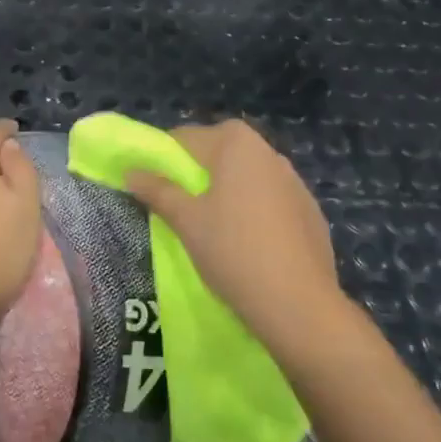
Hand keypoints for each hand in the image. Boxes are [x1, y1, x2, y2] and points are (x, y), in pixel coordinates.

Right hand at [125, 120, 345, 360]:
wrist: (298, 303)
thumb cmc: (232, 250)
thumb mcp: (186, 220)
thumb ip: (157, 190)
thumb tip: (131, 172)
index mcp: (237, 144)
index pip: (186, 138)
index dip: (163, 159)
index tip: (151, 186)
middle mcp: (269, 152)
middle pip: (219, 153)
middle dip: (195, 174)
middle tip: (178, 206)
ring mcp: (295, 182)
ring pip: (246, 177)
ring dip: (226, 190)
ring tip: (211, 226)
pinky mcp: (309, 211)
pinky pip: (269, 200)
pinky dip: (252, 210)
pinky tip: (247, 242)